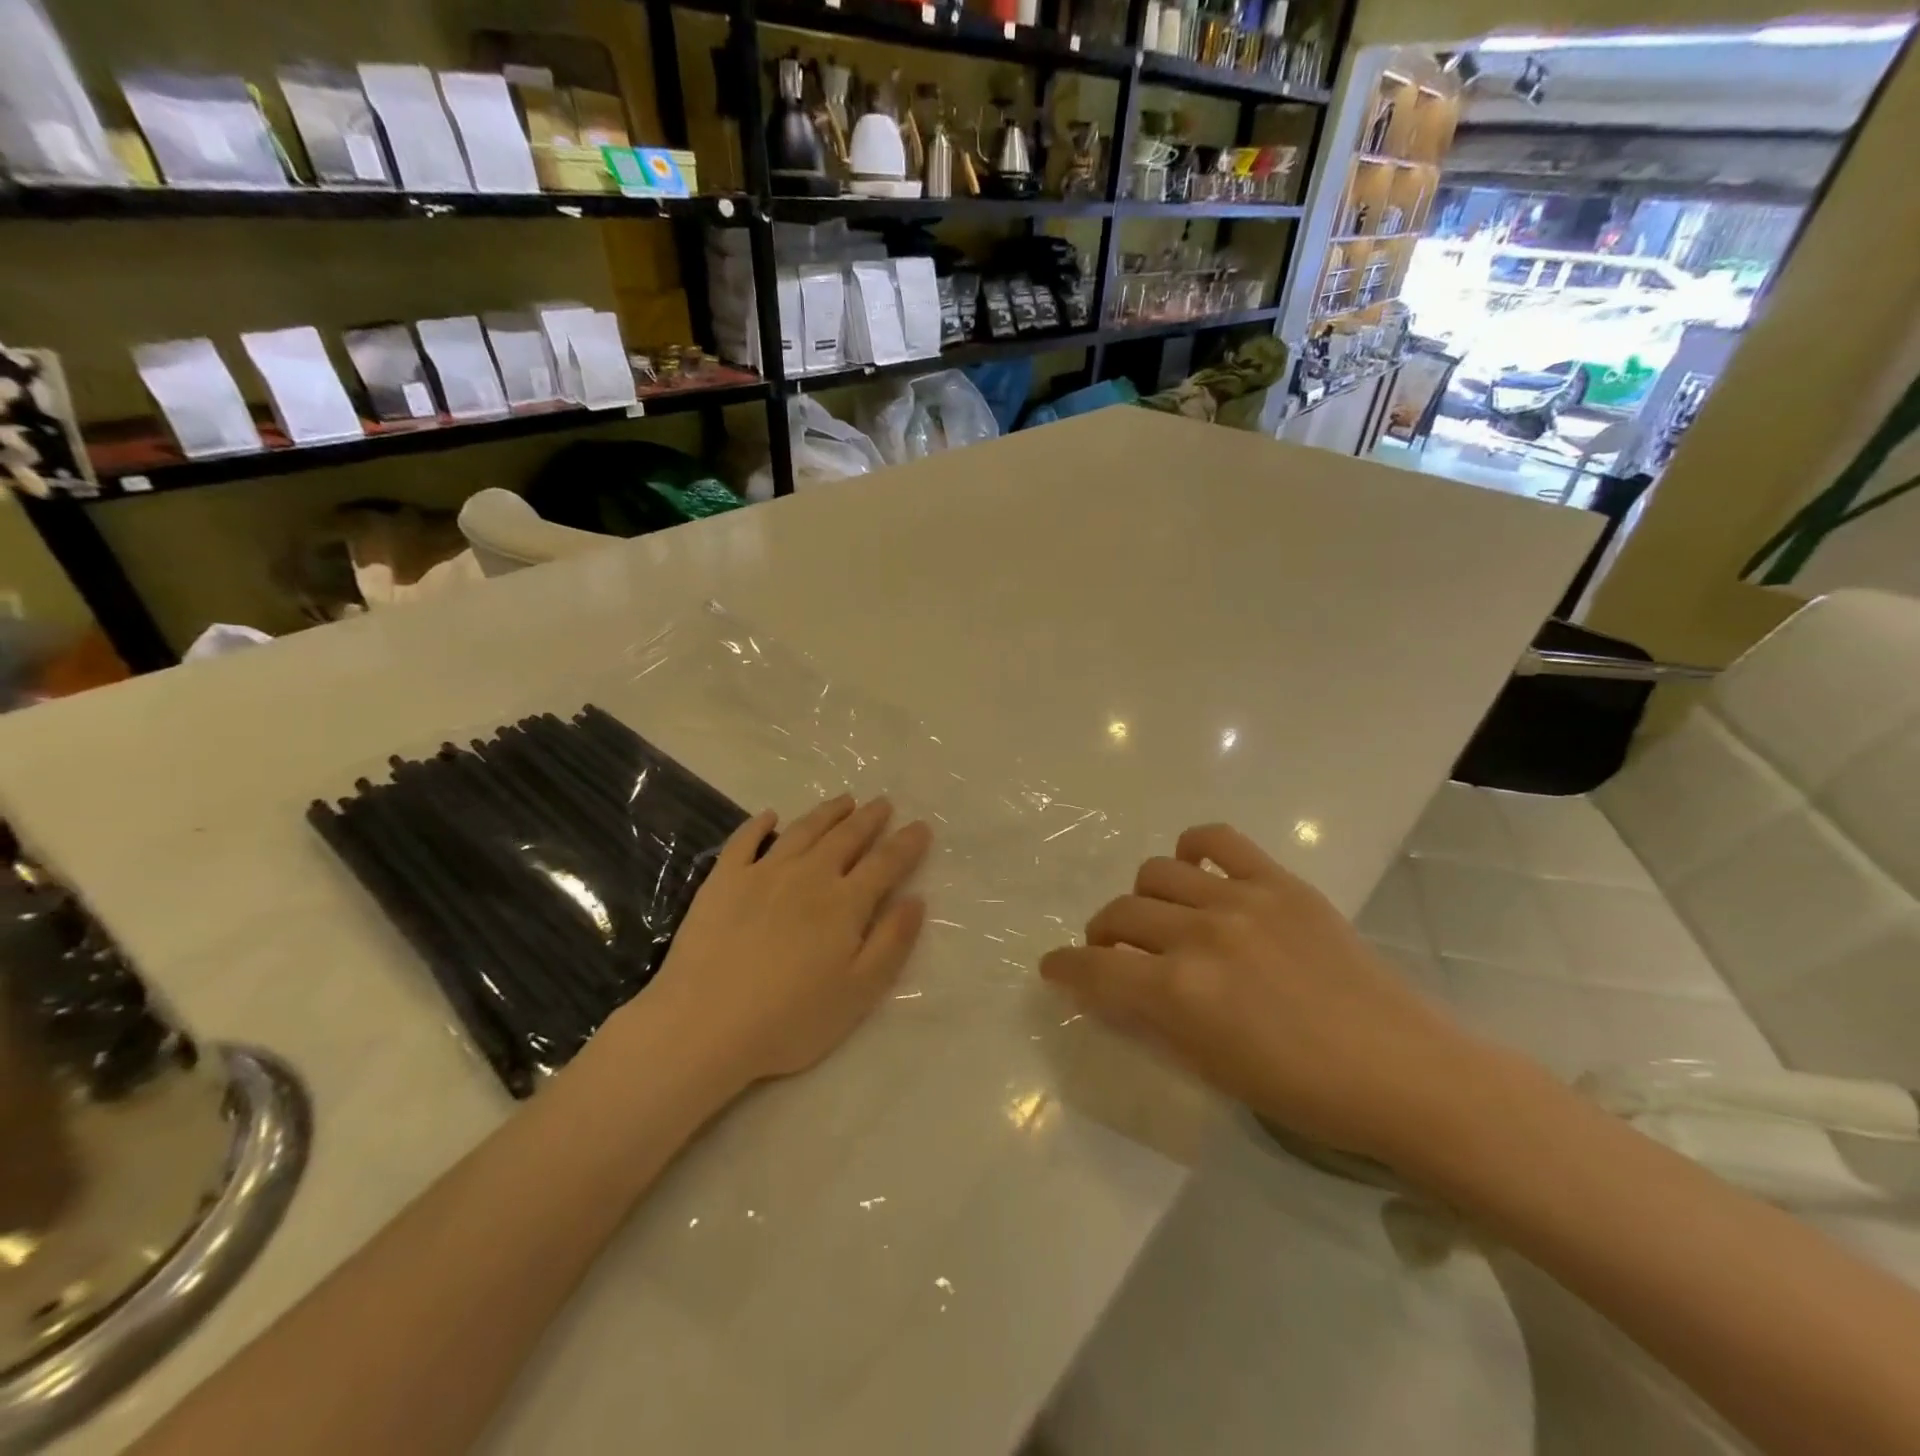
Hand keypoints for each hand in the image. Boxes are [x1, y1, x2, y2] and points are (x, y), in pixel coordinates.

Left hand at [626, 795, 931, 1094]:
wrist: (704, 1024)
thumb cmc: (790, 1019)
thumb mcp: (858, 992)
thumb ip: (892, 942)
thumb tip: (916, 899)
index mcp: (845, 903)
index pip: (885, 863)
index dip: (906, 844)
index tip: (921, 826)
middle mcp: (808, 876)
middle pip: (846, 838)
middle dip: (869, 819)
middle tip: (883, 803)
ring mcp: (762, 873)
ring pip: (803, 831)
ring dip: (826, 813)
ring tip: (844, 800)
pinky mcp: (723, 881)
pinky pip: (744, 841)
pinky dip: (759, 825)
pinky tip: (769, 816)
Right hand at [1040, 823, 1489, 1165]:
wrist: (1403, 1072)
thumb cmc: (1304, 1092)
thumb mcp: (1212, 1069)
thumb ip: (1154, 1020)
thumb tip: (1114, 989)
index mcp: (1180, 994)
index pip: (1095, 969)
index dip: (1064, 968)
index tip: (1053, 968)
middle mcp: (1199, 936)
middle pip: (1120, 913)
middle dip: (1101, 935)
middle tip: (1113, 952)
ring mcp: (1240, 901)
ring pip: (1155, 873)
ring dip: (1142, 898)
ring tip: (1158, 917)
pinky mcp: (1277, 881)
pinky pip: (1216, 840)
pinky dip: (1192, 849)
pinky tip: (1194, 869)